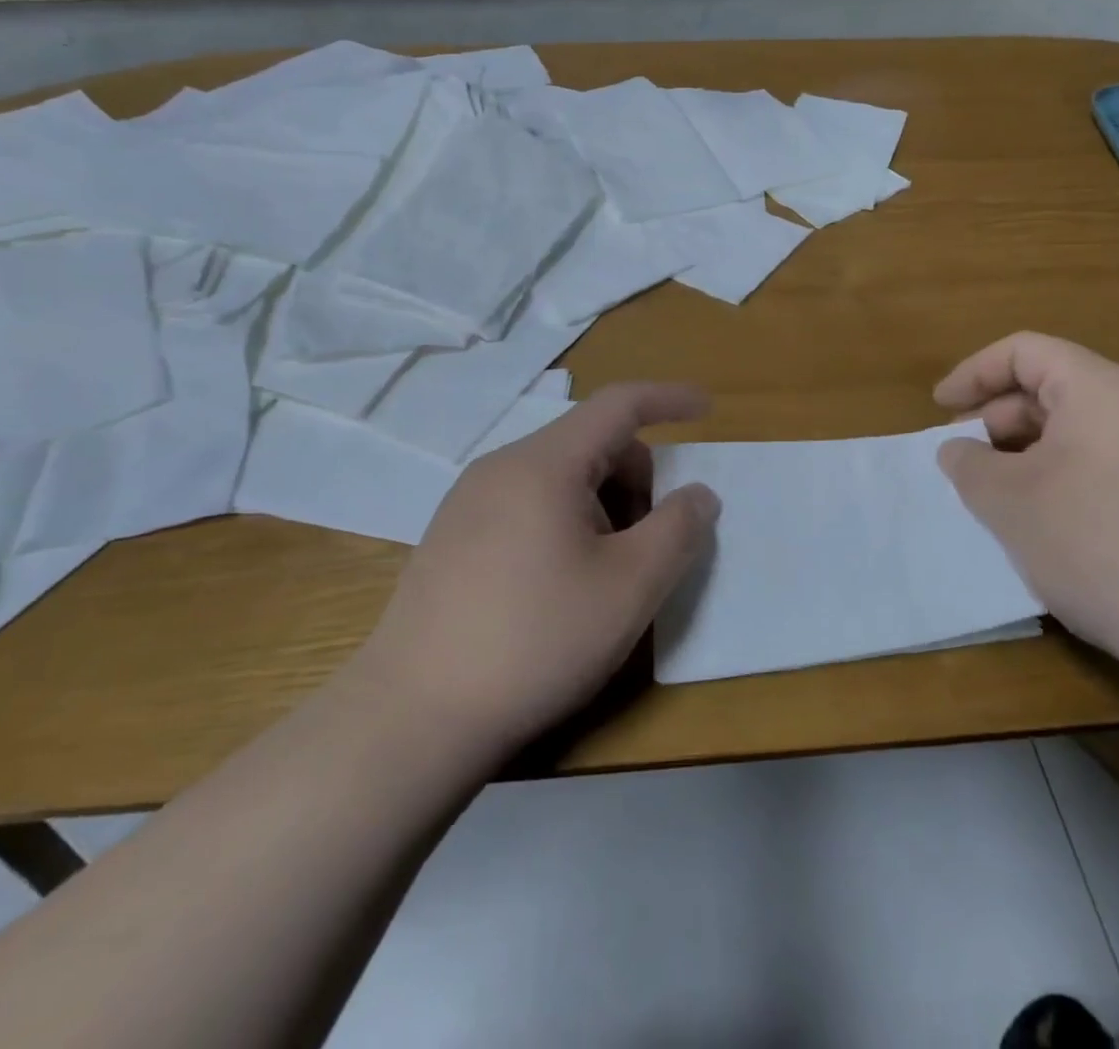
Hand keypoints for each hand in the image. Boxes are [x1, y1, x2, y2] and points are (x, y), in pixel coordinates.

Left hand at [352, 382, 720, 755]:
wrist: (411, 718)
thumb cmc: (536, 640)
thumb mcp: (630, 586)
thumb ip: (678, 529)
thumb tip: (698, 495)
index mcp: (544, 463)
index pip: (618, 404)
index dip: (669, 399)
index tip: (707, 408)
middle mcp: (501, 467)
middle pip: (591, 444)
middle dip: (637, 478)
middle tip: (652, 543)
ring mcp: (468, 502)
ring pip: (560, 477)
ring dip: (604, 506)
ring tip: (606, 574)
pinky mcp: (452, 538)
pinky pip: (528, 505)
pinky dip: (567, 523)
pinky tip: (561, 587)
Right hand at [934, 332, 1118, 669]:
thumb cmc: (1096, 543)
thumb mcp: (1009, 501)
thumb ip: (968, 464)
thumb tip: (958, 450)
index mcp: (1103, 389)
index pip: (1025, 351)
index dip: (974, 373)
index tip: (939, 408)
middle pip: (1053, 388)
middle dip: (997, 418)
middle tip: (963, 459)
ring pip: (1079, 430)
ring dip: (1027, 452)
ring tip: (995, 494)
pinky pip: (1106, 463)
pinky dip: (1062, 476)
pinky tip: (1044, 521)